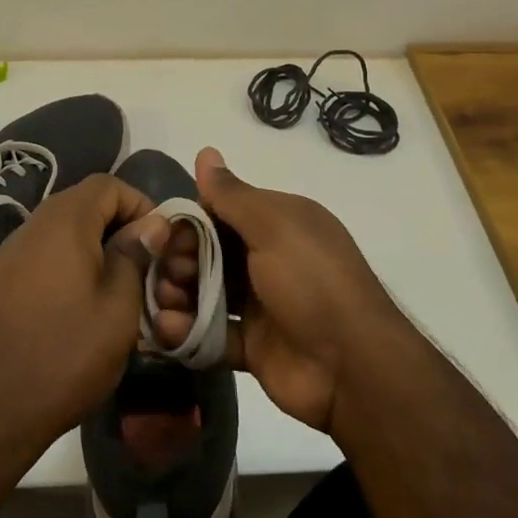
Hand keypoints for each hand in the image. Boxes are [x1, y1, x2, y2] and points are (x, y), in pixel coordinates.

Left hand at [0, 174, 166, 448]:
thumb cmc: (65, 352)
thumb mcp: (119, 306)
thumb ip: (136, 255)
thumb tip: (151, 224)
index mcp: (65, 220)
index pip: (109, 184)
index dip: (141, 204)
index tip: (159, 243)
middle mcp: (34, 224)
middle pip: (85, 204)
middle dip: (119, 227)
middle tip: (143, 268)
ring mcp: (11, 252)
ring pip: (64, 232)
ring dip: (95, 249)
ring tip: (116, 291)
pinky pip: (44, 256)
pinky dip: (69, 267)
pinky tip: (80, 307)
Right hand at [185, 147, 404, 433]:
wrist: (352, 367)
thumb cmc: (312, 281)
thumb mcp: (273, 226)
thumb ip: (232, 195)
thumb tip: (205, 150)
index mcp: (279, 223)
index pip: (222, 212)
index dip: (191, 221)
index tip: (166, 236)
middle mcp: (268, 258)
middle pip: (209, 252)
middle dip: (180, 261)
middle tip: (168, 275)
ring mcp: (261, 304)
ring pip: (206, 292)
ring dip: (178, 295)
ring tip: (166, 305)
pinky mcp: (253, 345)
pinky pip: (212, 333)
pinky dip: (189, 332)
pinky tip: (170, 331)